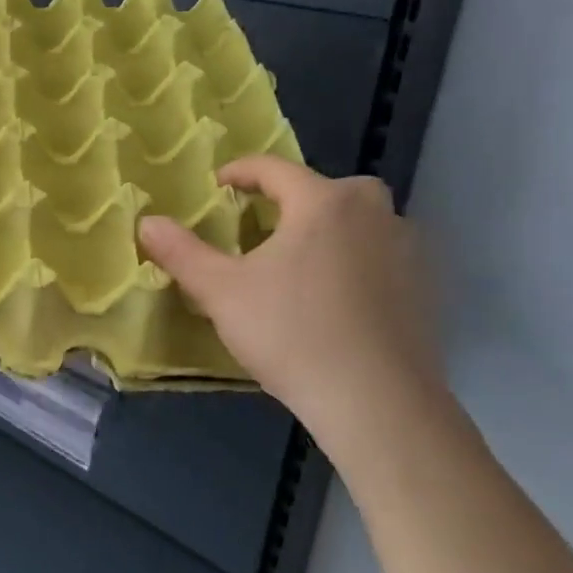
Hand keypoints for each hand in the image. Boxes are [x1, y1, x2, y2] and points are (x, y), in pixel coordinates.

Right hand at [137, 157, 447, 463]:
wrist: (377, 403)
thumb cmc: (292, 333)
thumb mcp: (221, 292)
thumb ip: (182, 252)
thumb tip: (146, 222)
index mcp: (324, 202)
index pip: (275, 169)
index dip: (241, 172)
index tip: (219, 186)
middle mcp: (373, 213)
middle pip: (327, 191)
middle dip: (292, 201)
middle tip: (263, 228)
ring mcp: (408, 250)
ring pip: (359, 223)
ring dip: (329, 231)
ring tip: (299, 264)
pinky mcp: (426, 288)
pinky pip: (382, 257)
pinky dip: (357, 263)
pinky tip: (337, 299)